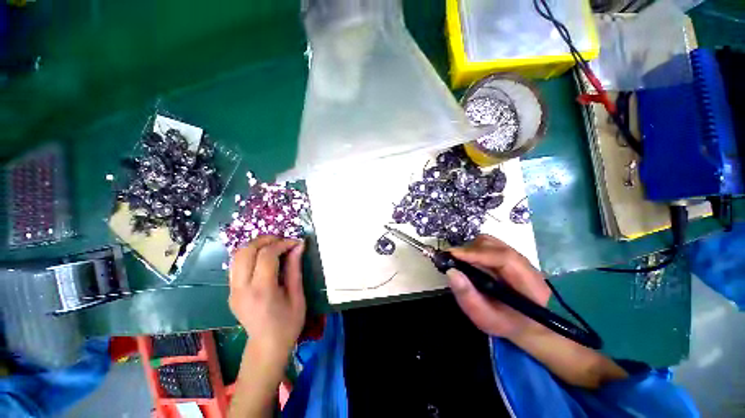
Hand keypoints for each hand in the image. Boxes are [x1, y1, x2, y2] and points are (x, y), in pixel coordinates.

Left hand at [229, 236, 305, 357]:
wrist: (267, 347)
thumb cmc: (288, 323)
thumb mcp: (297, 295)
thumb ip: (295, 268)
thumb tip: (299, 246)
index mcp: (262, 291)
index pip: (266, 255)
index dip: (282, 244)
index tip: (296, 243)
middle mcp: (242, 289)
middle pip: (246, 251)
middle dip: (265, 240)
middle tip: (283, 241)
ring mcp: (232, 291)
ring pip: (237, 255)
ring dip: (256, 246)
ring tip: (274, 246)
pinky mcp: (230, 292)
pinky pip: (237, 265)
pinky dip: (250, 255)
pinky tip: (264, 259)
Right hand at [446, 235, 550, 339]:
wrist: (528, 324)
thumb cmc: (507, 324)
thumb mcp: (486, 318)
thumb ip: (468, 297)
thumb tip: (450, 272)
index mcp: (527, 282)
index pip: (503, 258)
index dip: (476, 253)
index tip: (452, 255)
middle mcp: (524, 263)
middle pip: (494, 246)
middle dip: (468, 251)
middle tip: (450, 260)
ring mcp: (516, 256)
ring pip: (489, 242)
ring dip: (470, 249)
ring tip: (459, 262)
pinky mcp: (508, 255)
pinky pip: (488, 245)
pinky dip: (474, 250)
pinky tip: (469, 262)